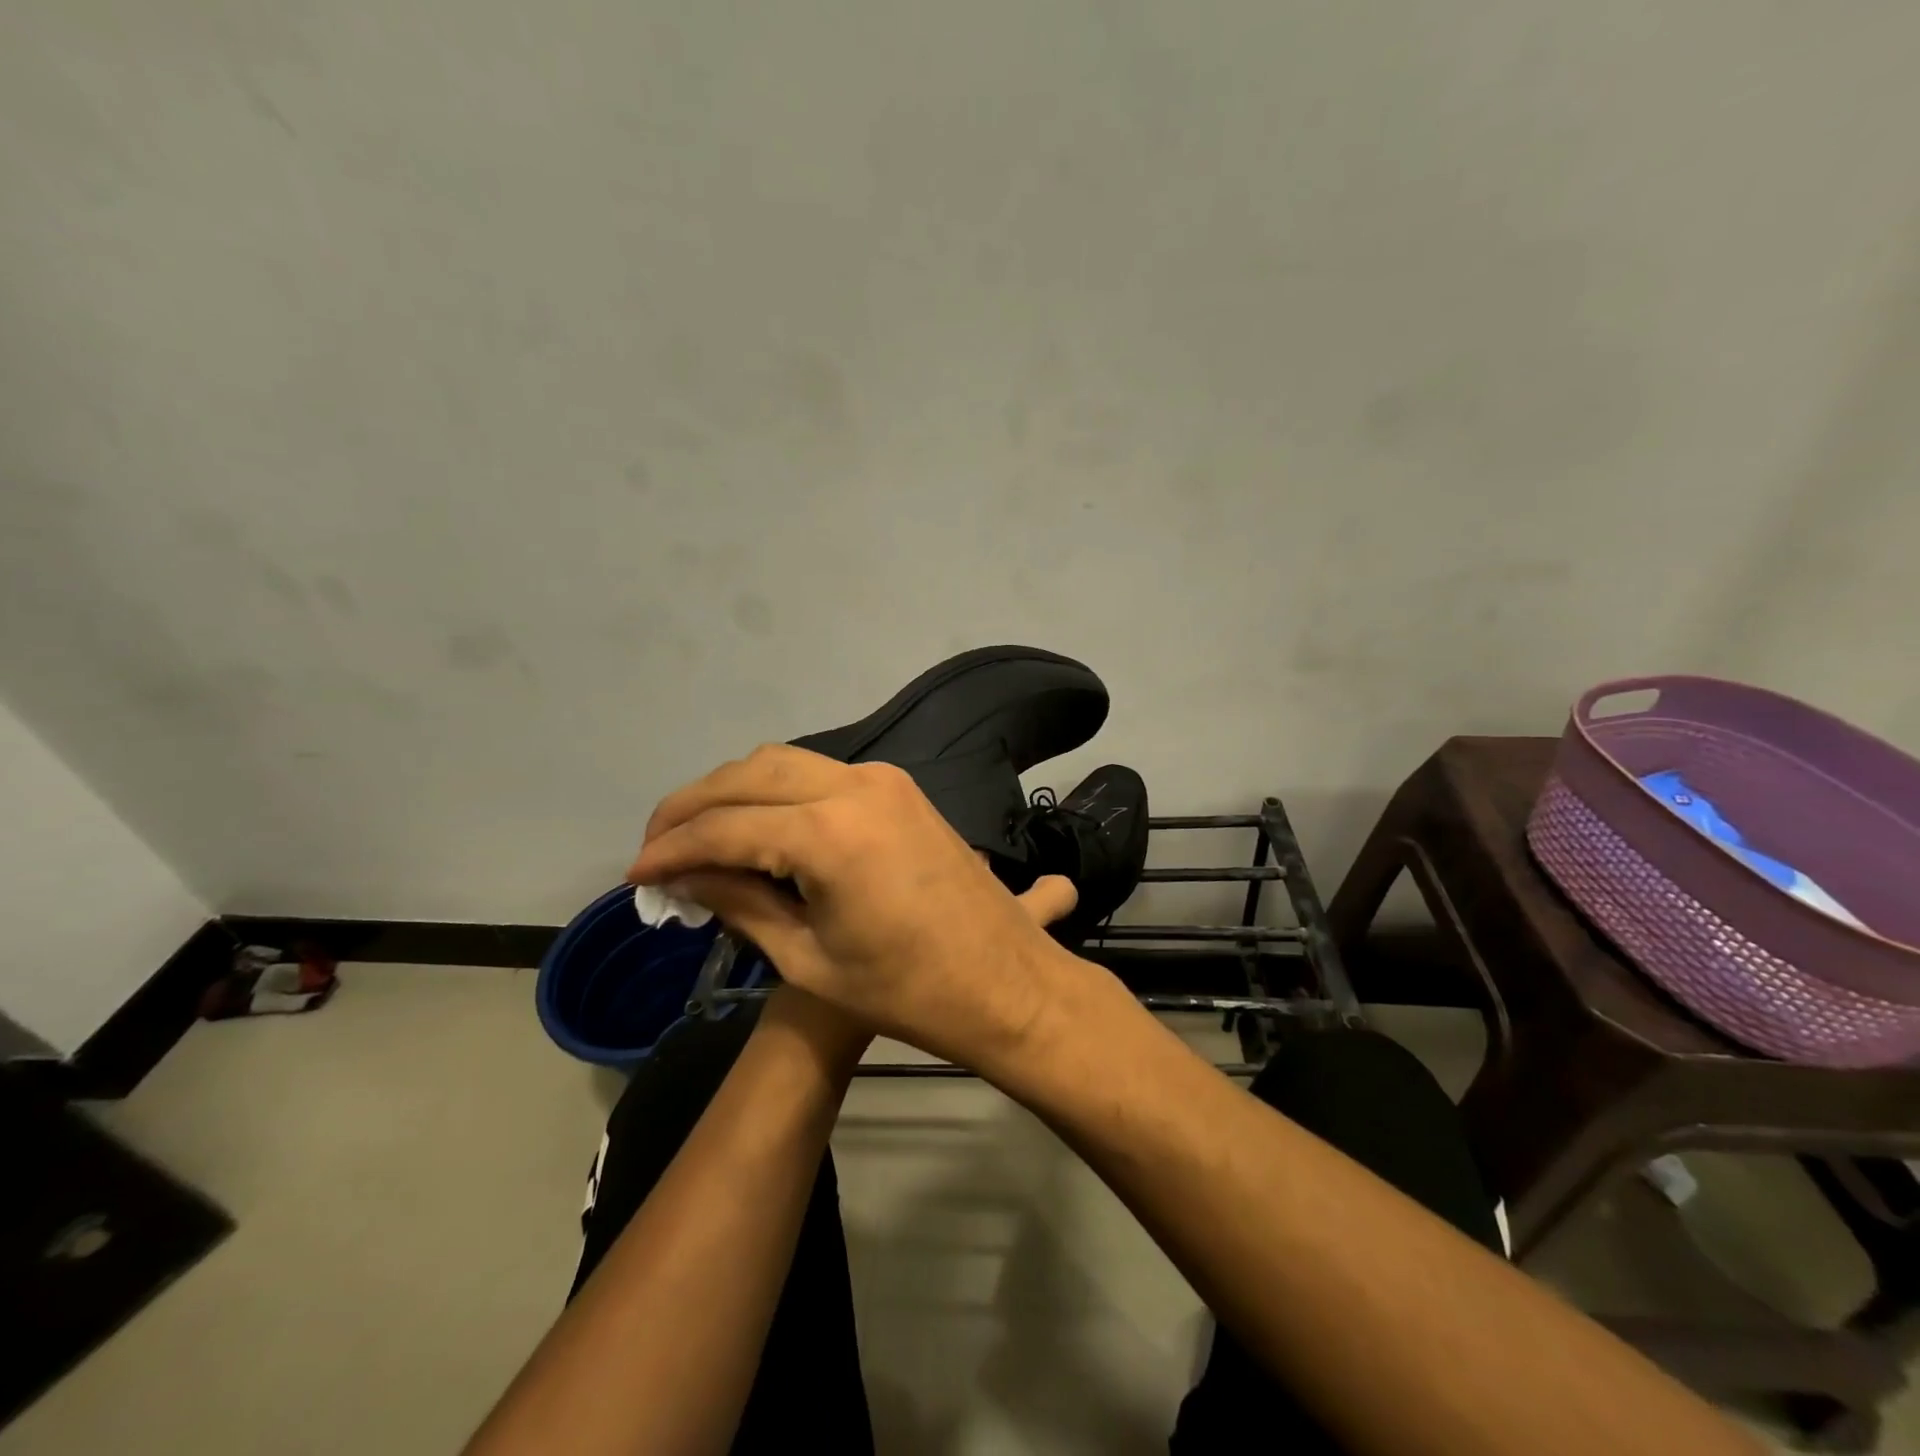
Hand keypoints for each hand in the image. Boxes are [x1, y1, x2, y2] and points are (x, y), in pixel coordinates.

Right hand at [629, 745, 1077, 1067]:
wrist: (1005, 981)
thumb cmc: (906, 990)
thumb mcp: (808, 957)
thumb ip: (740, 903)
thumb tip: (684, 876)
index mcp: (828, 832)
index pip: (726, 826)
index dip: (672, 849)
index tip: (636, 874)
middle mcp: (855, 785)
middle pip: (750, 774)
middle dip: (694, 805)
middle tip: (658, 848)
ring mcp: (884, 780)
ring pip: (785, 763)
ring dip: (736, 792)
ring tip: (699, 838)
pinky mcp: (900, 788)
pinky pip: (820, 774)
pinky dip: (778, 792)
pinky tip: (758, 827)